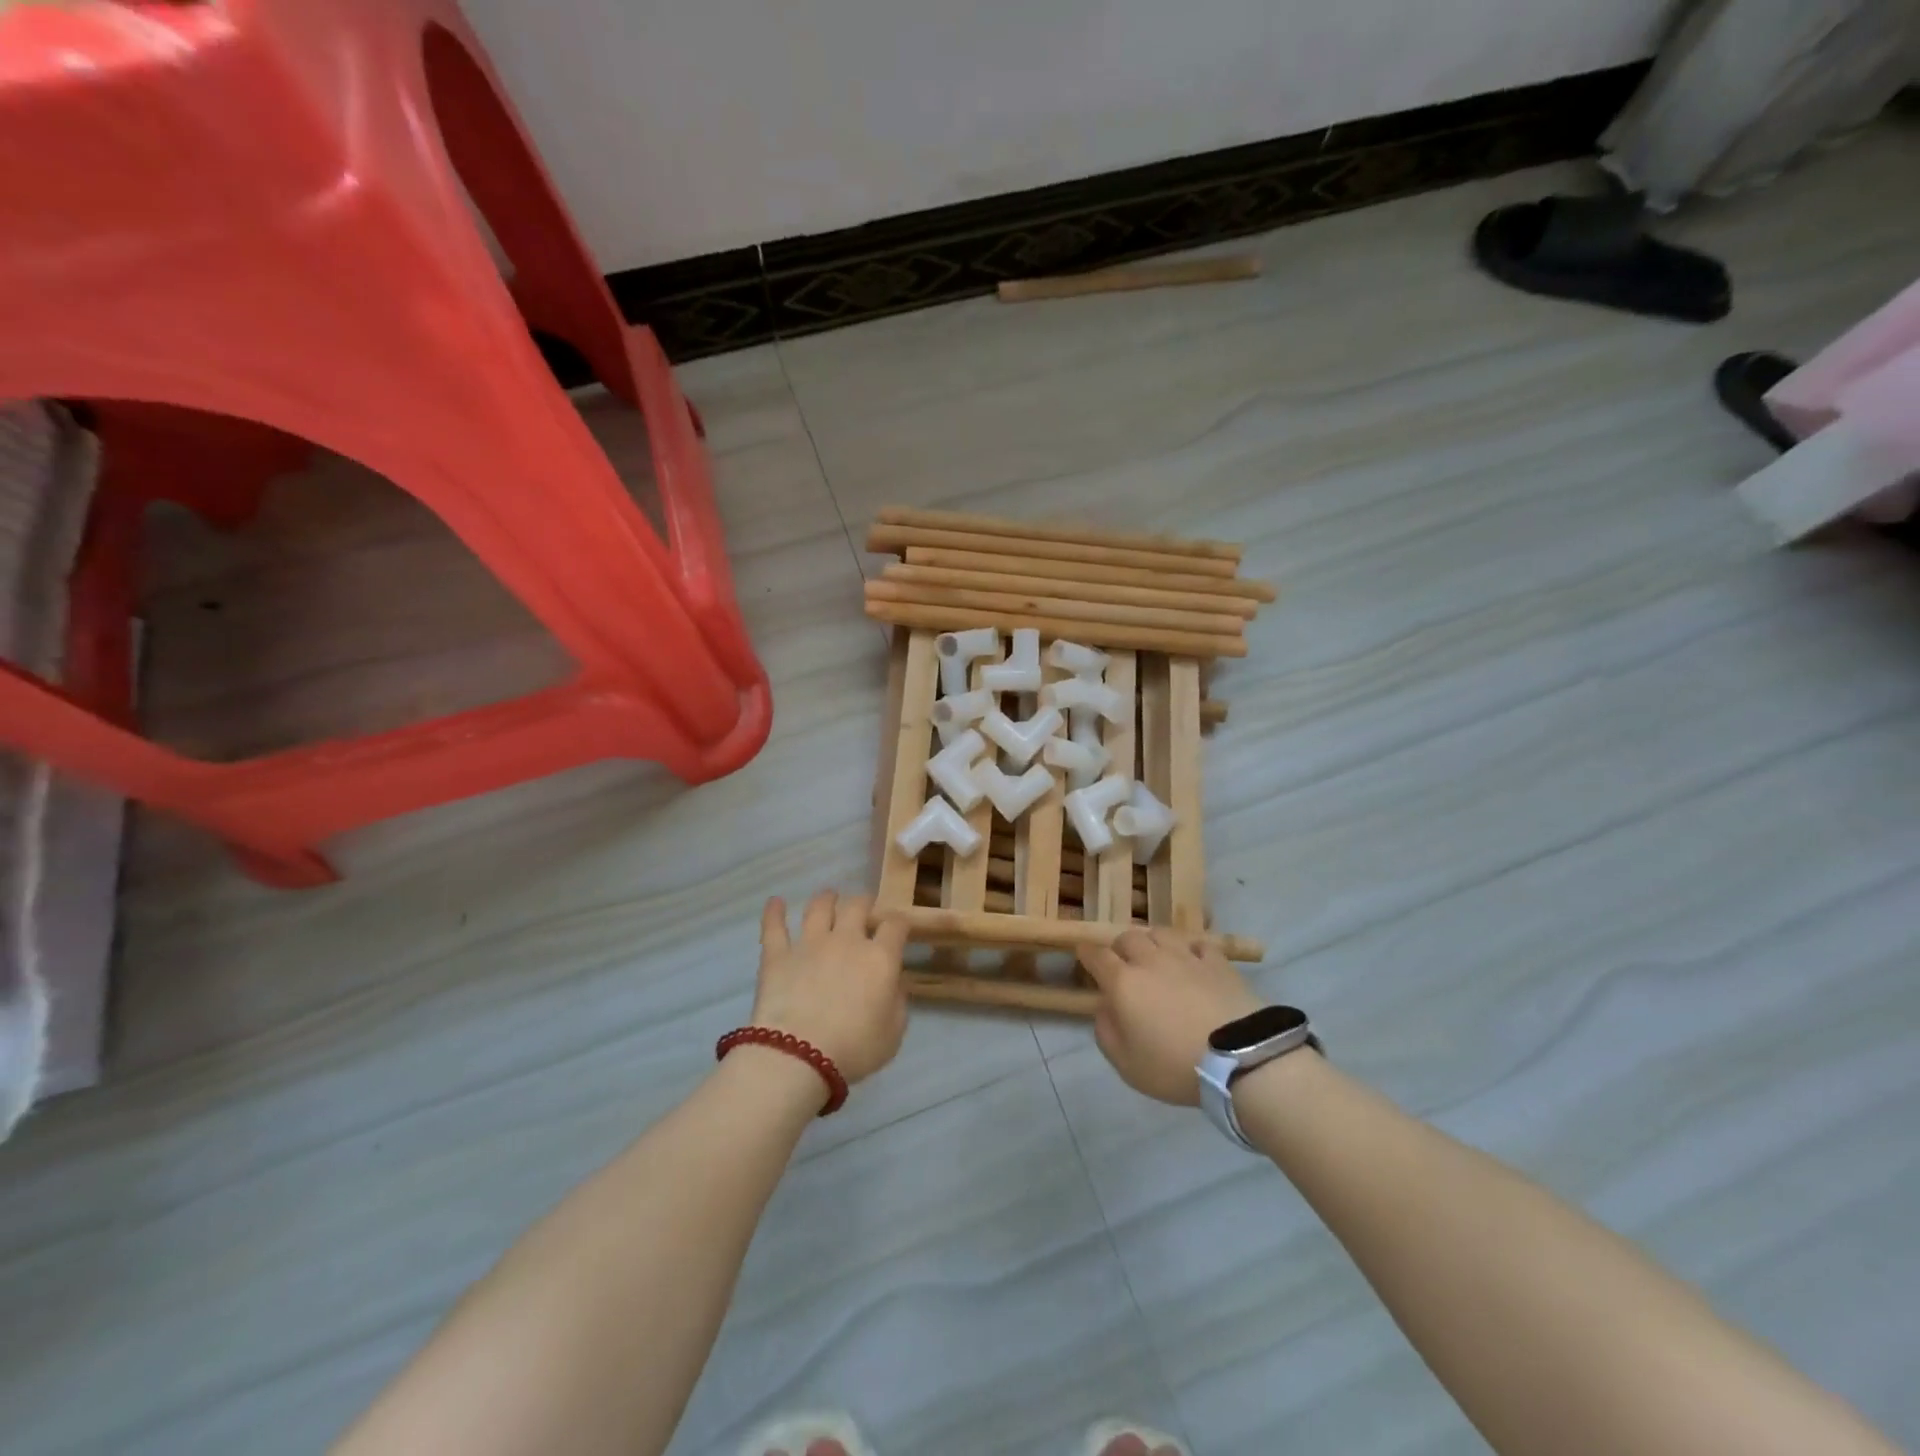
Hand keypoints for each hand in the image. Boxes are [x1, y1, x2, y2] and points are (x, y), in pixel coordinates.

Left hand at [753, 890, 908, 1084]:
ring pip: (819, 907)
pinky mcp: (777, 955)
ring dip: (826, 899)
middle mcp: (846, 940)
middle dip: (864, 903)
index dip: (899, 922)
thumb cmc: (853, 1049)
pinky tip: (776, 902)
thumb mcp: (893, 1034)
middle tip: (864, 909)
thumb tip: (895, 982)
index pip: (895, 925)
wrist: (797, 1057)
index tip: (898, 928)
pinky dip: (774, 912)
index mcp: (880, 958)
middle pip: (857, 905)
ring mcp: (809, 944)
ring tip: (829, 897)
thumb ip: (898, 1002)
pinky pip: (774, 927)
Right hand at [1080, 928, 1260, 1104]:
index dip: (1086, 953)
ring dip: (1152, 942)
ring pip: (1161, 933)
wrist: (1239, 1057)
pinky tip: (1193, 960)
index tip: (1082, 954)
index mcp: (1123, 982)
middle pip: (1128, 938)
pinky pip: (1198, 944)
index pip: (1096, 955)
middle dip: (1120, 947)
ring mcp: (1186, 957)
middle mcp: (1150, 960)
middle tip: (1123, 964)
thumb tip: (1104, 1009)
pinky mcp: (1217, 962)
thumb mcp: (1127, 1065)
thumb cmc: (1175, 1065)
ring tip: (1156, 956)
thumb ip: (1106, 1033)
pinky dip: (1190, 949)